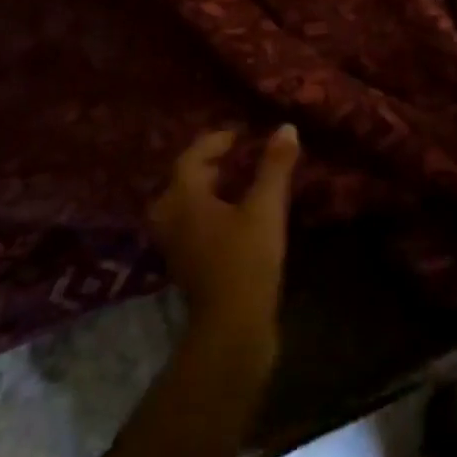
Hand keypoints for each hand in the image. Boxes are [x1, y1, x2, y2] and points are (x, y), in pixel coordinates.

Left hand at [148, 125, 299, 364]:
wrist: (233, 329)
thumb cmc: (246, 260)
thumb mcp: (265, 208)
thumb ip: (274, 166)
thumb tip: (286, 127)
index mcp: (183, 198)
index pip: (190, 157)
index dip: (214, 142)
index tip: (238, 135)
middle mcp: (171, 218)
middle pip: (182, 180)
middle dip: (207, 165)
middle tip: (235, 157)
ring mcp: (175, 246)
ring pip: (185, 205)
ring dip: (207, 190)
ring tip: (237, 183)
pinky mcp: (186, 266)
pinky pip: (191, 224)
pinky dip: (208, 212)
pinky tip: (234, 217)